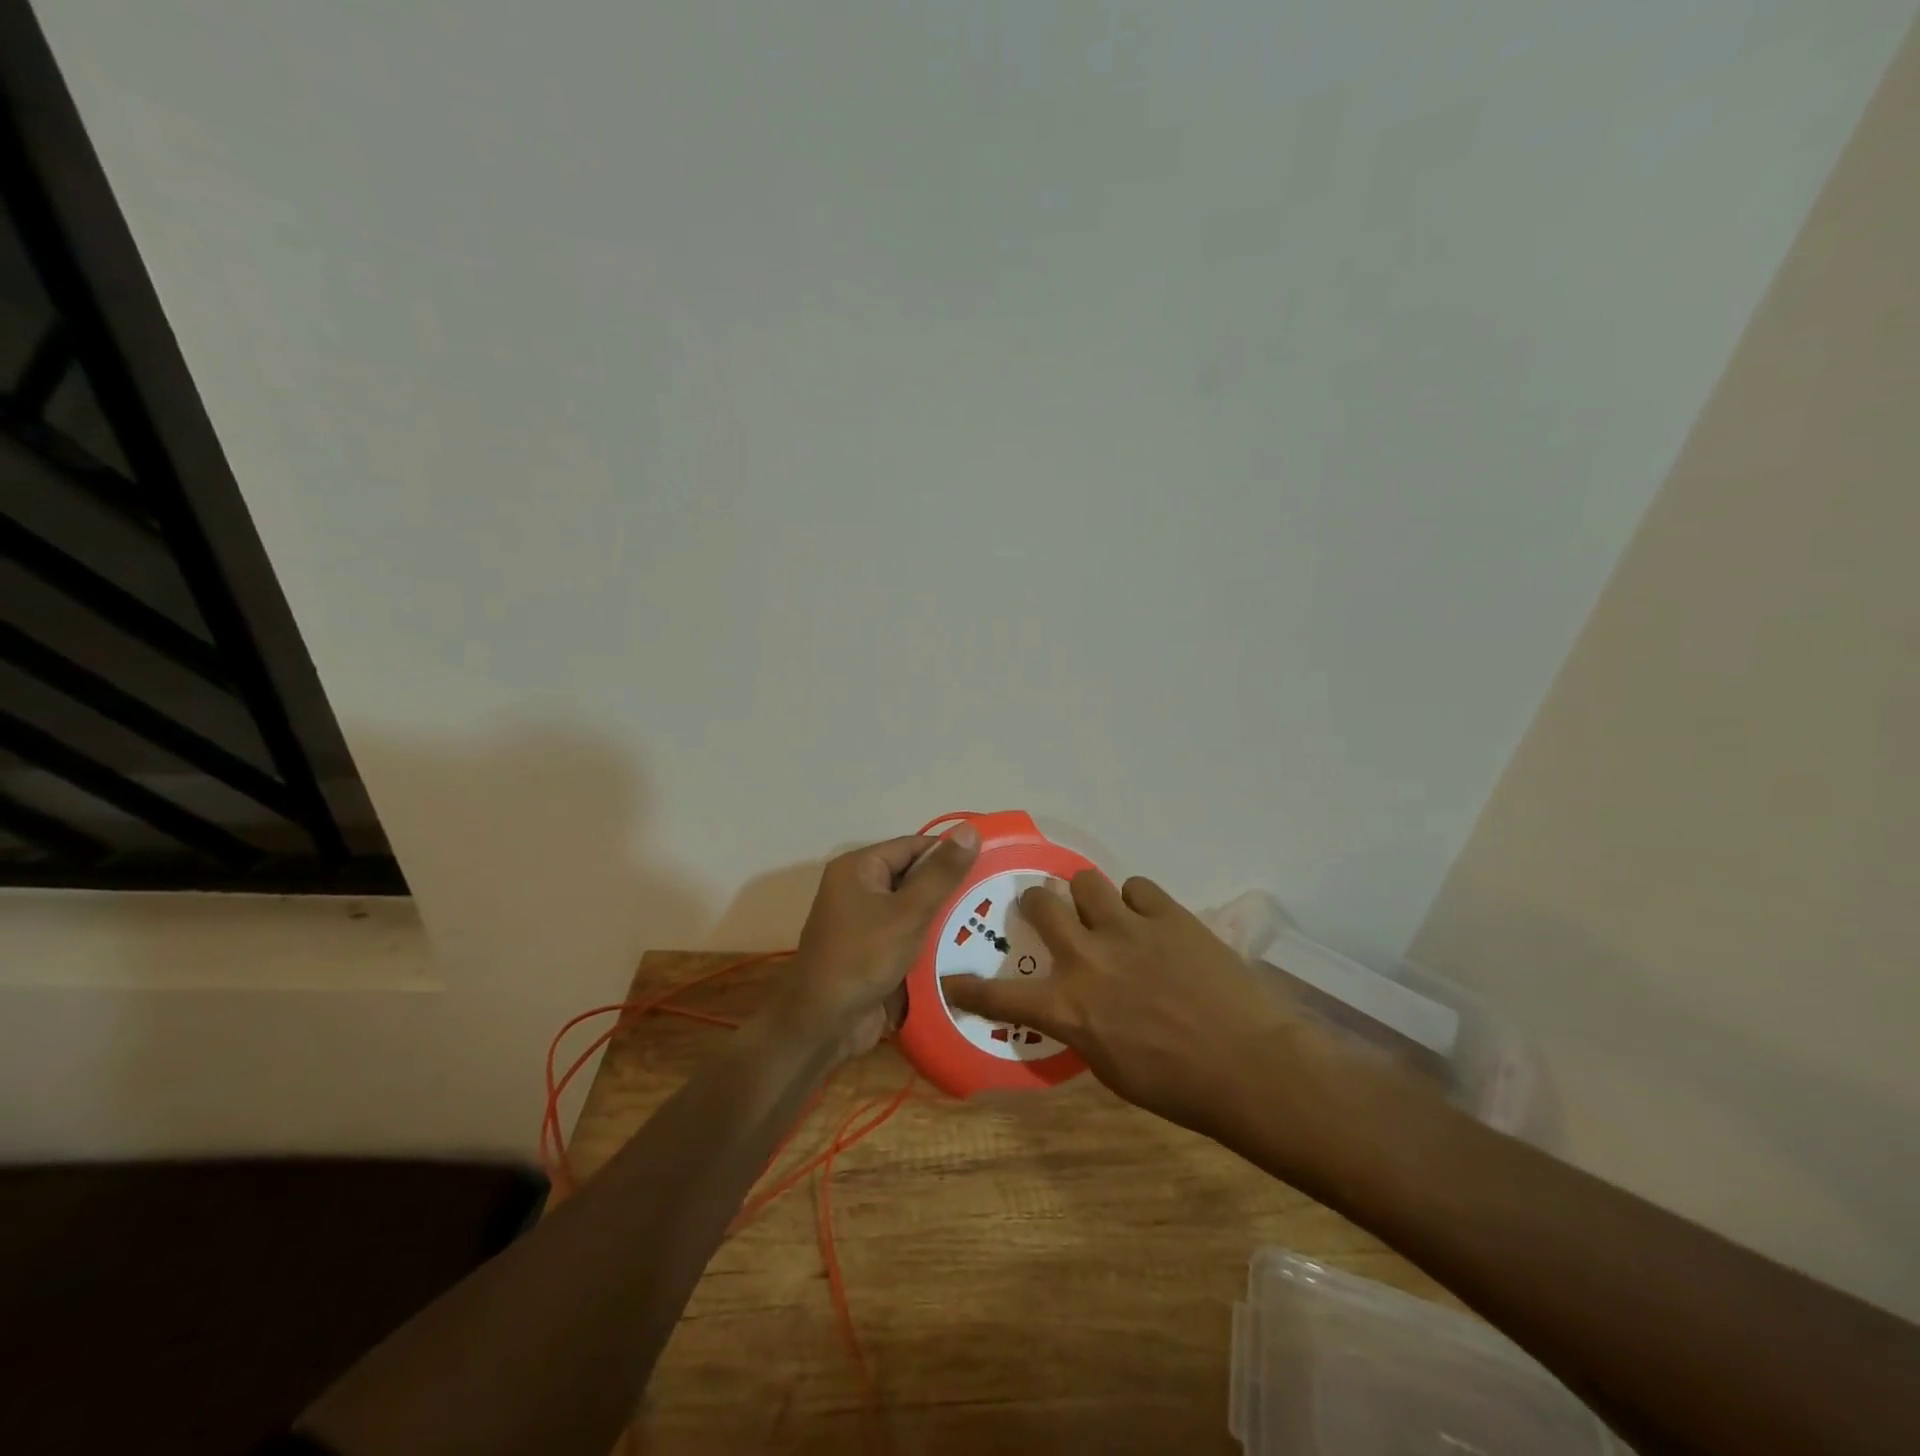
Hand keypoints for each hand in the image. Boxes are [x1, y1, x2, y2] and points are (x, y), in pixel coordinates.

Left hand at [773, 826, 980, 1056]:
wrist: (823, 1025)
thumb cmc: (863, 958)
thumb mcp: (908, 913)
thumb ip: (941, 873)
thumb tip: (971, 828)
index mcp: (859, 868)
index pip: (914, 846)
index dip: (950, 852)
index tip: (991, 862)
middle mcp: (859, 889)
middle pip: (915, 877)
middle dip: (951, 887)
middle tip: (995, 893)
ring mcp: (865, 923)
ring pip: (915, 909)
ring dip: (945, 917)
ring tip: (991, 919)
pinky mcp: (874, 952)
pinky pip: (909, 936)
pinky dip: (932, 941)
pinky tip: (968, 948)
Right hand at [941, 872, 1322, 1133]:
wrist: (1250, 1066)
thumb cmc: (1179, 1086)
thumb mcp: (1111, 1068)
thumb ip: (1082, 1027)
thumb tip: (1076, 1006)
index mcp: (1068, 1007)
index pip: (1000, 994)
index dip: (968, 986)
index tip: (950, 979)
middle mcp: (1086, 957)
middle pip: (1040, 902)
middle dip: (1035, 903)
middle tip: (1046, 913)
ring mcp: (1126, 928)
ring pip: (1085, 881)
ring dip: (1088, 896)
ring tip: (1105, 912)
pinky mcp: (1167, 913)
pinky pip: (1137, 888)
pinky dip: (1137, 903)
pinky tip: (1151, 922)